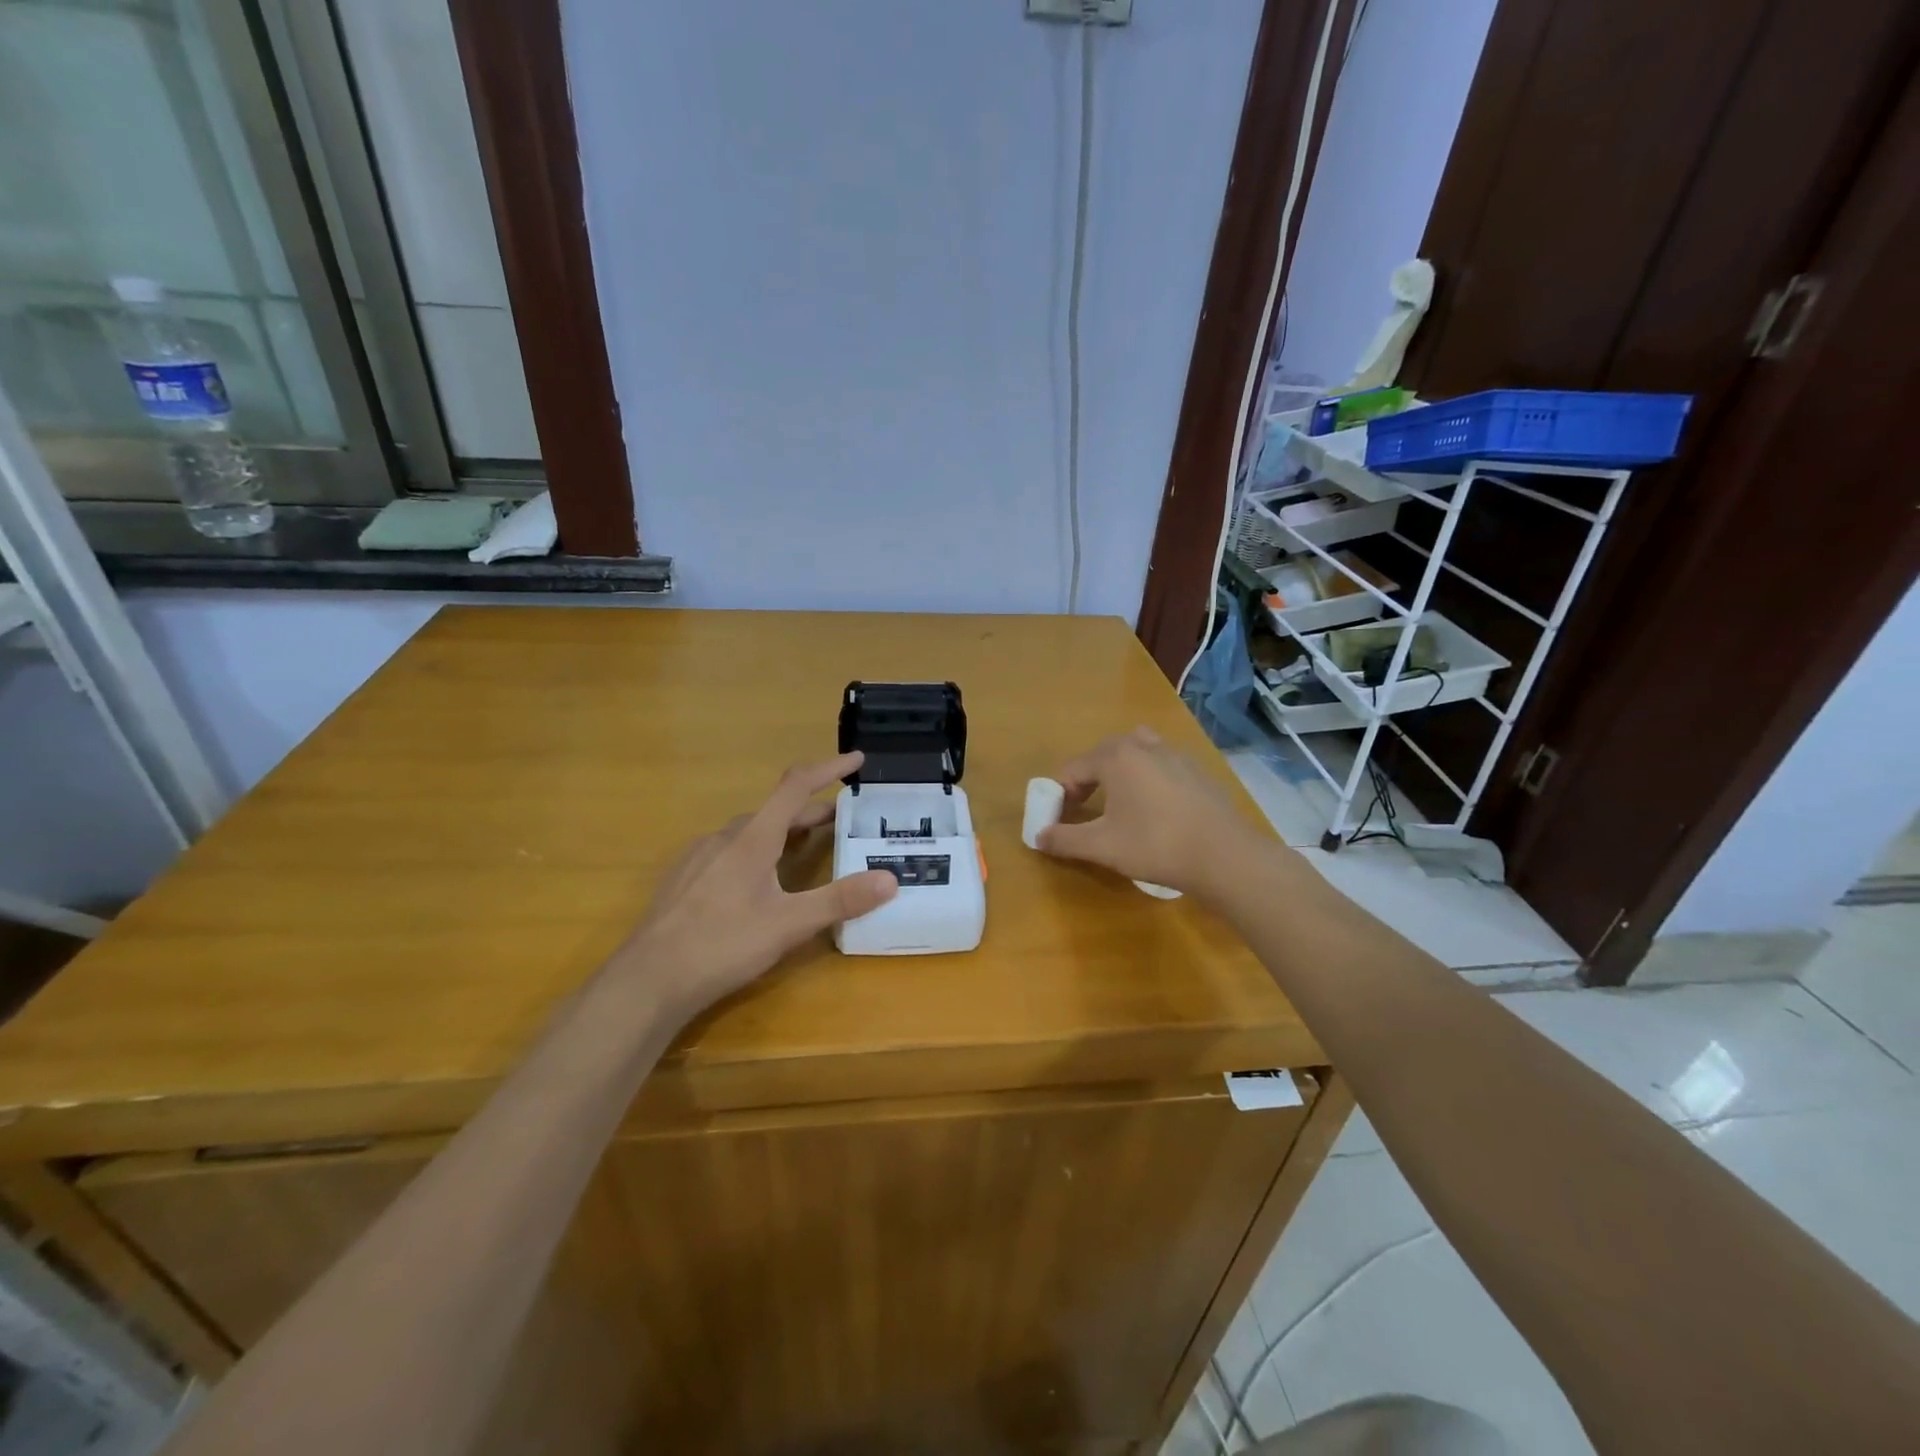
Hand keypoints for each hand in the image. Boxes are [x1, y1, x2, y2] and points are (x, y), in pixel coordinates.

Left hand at [614, 752, 895, 1021]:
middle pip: (775, 811)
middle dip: (810, 812)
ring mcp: (699, 857)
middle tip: (840, 822)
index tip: (856, 760)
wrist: (648, 980)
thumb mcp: (788, 925)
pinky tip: (754, 881)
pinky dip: (755, 851)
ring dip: (782, 832)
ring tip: (802, 848)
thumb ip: (839, 901)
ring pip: (749, 832)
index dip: (828, 769)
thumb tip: (890, 879)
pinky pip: (728, 851)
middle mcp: (725, 838)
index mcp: (752, 839)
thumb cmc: (722, 945)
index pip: (795, 787)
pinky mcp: (683, 879)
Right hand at [1037, 728, 1265, 896]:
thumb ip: (1066, 840)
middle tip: (1083, 808)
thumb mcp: (1103, 846)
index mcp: (1117, 757)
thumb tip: (1039, 837)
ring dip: (1120, 772)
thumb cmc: (1156, 845)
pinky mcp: (1198, 771)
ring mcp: (1176, 755)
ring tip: (1118, 802)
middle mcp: (1145, 746)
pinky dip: (1148, 778)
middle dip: (1087, 779)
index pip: (1073, 768)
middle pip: (1104, 754)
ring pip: (1136, 753)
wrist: (1225, 856)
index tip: (1058, 819)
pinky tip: (1155, 810)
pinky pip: (1162, 765)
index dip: (1059, 794)